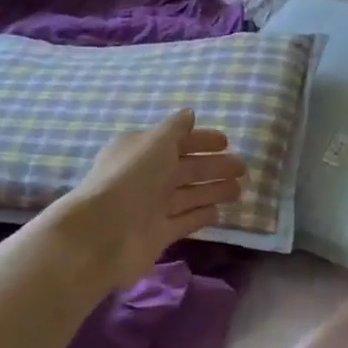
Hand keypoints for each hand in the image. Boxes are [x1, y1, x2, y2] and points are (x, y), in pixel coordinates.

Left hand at [59, 110, 247, 287]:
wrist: (105, 232)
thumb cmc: (132, 179)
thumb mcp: (155, 144)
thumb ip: (174, 129)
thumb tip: (189, 114)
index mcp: (141, 152)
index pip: (175, 141)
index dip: (200, 140)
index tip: (226, 142)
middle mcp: (146, 177)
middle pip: (186, 169)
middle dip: (214, 167)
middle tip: (243, 168)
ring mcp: (152, 207)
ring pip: (189, 194)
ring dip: (213, 190)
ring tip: (239, 190)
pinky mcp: (159, 233)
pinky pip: (185, 221)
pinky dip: (201, 215)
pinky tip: (219, 212)